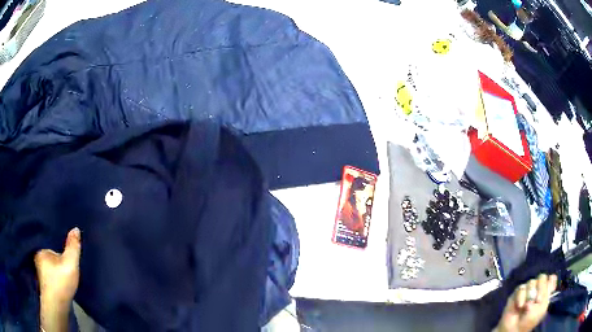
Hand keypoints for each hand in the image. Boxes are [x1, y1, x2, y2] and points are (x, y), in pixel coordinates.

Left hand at [35, 228, 80, 331]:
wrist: (56, 307)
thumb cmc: (60, 283)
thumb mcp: (70, 263)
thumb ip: (73, 246)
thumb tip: (75, 228)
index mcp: (41, 250)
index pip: (51, 245)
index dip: (59, 248)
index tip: (66, 253)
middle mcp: (38, 259)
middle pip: (50, 257)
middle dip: (57, 259)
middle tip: (66, 265)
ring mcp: (40, 274)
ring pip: (50, 268)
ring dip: (56, 270)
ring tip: (64, 276)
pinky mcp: (45, 286)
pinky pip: (50, 277)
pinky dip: (55, 279)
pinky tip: (61, 285)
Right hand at [495, 274, 557, 331]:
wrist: (513, 329)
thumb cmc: (530, 321)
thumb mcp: (542, 309)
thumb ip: (547, 294)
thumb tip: (543, 285)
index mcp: (546, 291)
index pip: (552, 278)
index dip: (550, 282)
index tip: (547, 291)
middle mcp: (538, 287)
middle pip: (543, 277)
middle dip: (540, 288)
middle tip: (536, 300)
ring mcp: (528, 289)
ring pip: (532, 282)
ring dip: (530, 294)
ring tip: (526, 306)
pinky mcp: (518, 292)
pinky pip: (521, 288)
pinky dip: (521, 297)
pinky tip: (520, 306)